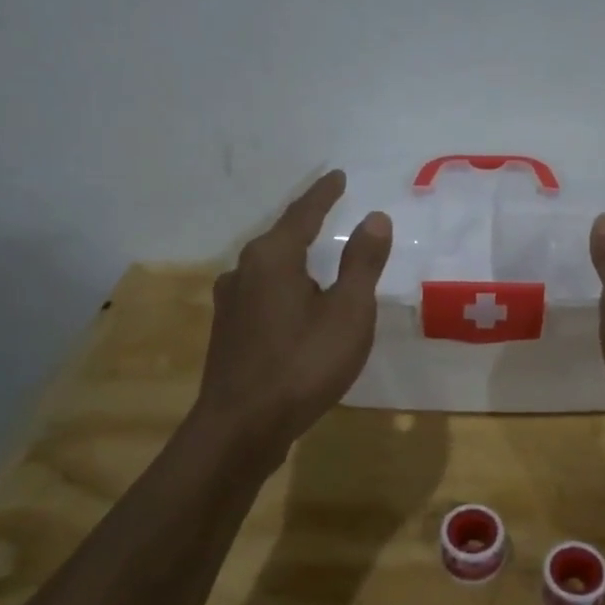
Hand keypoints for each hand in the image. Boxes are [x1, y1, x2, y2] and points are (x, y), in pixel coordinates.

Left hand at [196, 170, 392, 461]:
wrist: (241, 428)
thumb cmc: (303, 364)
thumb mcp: (348, 312)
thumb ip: (362, 263)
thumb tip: (375, 218)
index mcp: (273, 257)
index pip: (304, 213)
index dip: (324, 193)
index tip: (337, 175)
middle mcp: (244, 271)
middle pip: (281, 237)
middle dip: (307, 224)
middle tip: (331, 213)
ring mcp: (231, 303)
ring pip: (270, 268)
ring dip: (295, 260)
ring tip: (318, 262)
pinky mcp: (228, 331)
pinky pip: (263, 294)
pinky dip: (286, 288)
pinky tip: (297, 306)